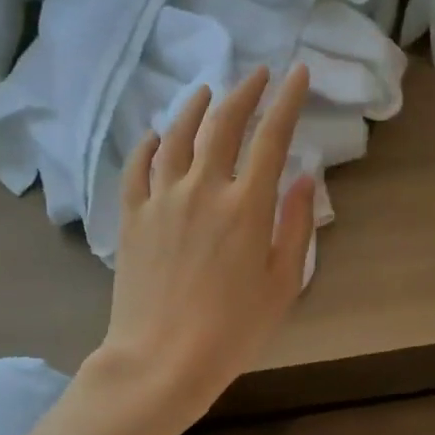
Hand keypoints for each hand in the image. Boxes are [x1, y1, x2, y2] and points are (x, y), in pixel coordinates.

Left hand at [88, 64, 314, 434]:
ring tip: (207, 91)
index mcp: (246, 206)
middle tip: (258, 74)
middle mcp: (203, 189)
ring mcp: (161, 200)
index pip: (271, 136)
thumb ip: (296, 225)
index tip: (298, 74)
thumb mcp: (284, 283)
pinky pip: (137, 167)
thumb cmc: (233, 330)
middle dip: (245, 91)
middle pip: (223, 123)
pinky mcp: (131, 217)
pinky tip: (156, 134)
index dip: (287, 100)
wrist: (161, 360)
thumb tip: (303, 178)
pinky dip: (149, 143)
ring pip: (177, 135)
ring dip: (195, 106)